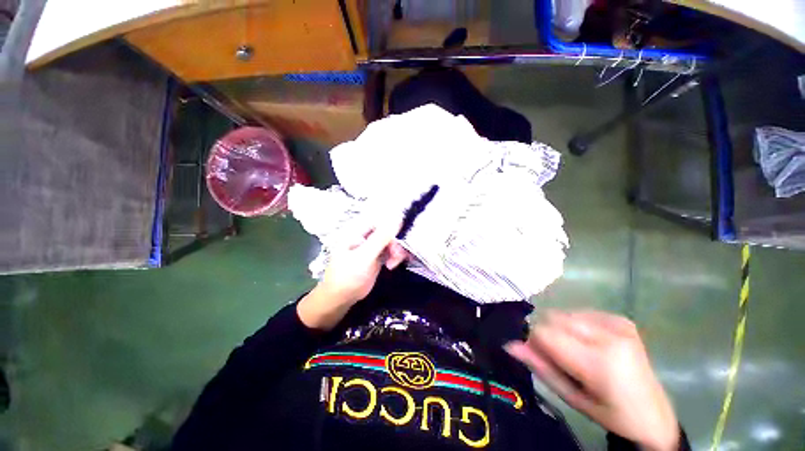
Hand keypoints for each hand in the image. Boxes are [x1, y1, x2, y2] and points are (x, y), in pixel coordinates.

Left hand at [297, 218, 407, 329]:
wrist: (340, 299)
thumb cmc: (348, 276)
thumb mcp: (364, 256)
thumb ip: (380, 239)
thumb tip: (397, 219)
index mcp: (357, 232)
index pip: (378, 221)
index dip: (392, 227)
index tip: (401, 237)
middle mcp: (365, 237)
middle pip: (387, 232)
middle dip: (394, 243)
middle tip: (397, 256)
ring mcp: (371, 248)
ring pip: (390, 242)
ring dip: (396, 251)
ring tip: (393, 264)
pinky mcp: (376, 258)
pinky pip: (389, 252)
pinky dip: (394, 257)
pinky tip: (393, 265)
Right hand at [505, 310, 678, 450]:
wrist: (653, 413)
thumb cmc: (609, 412)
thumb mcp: (571, 397)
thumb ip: (539, 367)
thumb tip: (509, 344)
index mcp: (599, 362)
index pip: (544, 332)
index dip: (535, 342)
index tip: (541, 357)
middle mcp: (609, 335)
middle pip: (553, 317)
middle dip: (548, 334)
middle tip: (561, 357)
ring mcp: (617, 323)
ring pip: (564, 313)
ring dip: (561, 329)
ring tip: (578, 351)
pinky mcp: (620, 318)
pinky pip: (580, 312)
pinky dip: (576, 325)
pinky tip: (590, 343)